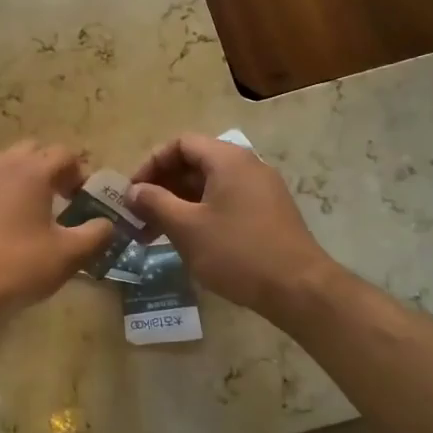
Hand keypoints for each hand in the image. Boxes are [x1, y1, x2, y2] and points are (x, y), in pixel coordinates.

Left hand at [0, 141, 114, 319]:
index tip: (88, 201)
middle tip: (66, 199)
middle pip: (35, 150)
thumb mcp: (68, 255)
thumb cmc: (17, 266)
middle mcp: (4, 167)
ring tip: (41, 210)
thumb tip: (108, 224)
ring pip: (10, 163)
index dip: (82, 173)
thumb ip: (96, 235)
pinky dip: (9, 191)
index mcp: (32, 171)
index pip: (64, 154)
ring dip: (29, 178)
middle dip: (54, 168)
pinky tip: (15, 225)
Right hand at [130, 134, 338, 319]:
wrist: (299, 288)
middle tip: (139, 215)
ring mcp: (261, 190)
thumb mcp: (187, 227)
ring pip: (209, 186)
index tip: (133, 192)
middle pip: (195, 162)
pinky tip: (187, 240)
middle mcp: (247, 166)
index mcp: (228, 160)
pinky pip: (226, 201)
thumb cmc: (237, 252)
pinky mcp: (267, 213)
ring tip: (155, 232)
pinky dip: (201, 213)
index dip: (152, 163)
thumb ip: (155, 203)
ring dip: (179, 203)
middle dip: (163, 186)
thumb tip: (134, 190)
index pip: (181, 143)